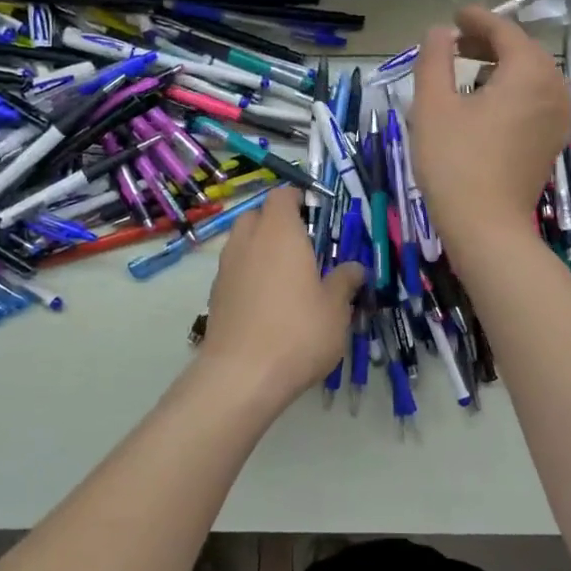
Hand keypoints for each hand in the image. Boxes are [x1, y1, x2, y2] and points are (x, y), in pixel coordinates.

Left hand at [199, 187, 365, 409]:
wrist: (242, 375)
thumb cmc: (298, 331)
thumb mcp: (336, 308)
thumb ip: (344, 281)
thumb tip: (354, 268)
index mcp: (279, 233)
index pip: (282, 195)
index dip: (298, 200)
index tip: (316, 215)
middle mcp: (247, 241)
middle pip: (257, 216)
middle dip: (277, 223)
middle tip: (303, 247)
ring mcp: (226, 268)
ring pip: (242, 243)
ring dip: (261, 250)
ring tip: (286, 278)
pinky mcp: (215, 295)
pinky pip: (234, 271)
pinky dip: (249, 275)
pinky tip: (267, 304)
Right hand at [410, 6, 570, 248]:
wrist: (486, 226)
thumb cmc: (455, 162)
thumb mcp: (432, 105)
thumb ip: (435, 58)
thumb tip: (441, 31)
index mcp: (529, 72)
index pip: (505, 31)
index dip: (478, 19)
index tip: (454, 17)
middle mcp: (554, 89)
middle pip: (523, 51)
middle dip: (490, 43)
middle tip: (456, 43)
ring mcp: (559, 118)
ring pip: (531, 77)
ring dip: (501, 67)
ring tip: (466, 71)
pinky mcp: (552, 141)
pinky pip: (535, 101)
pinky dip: (512, 91)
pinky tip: (484, 104)